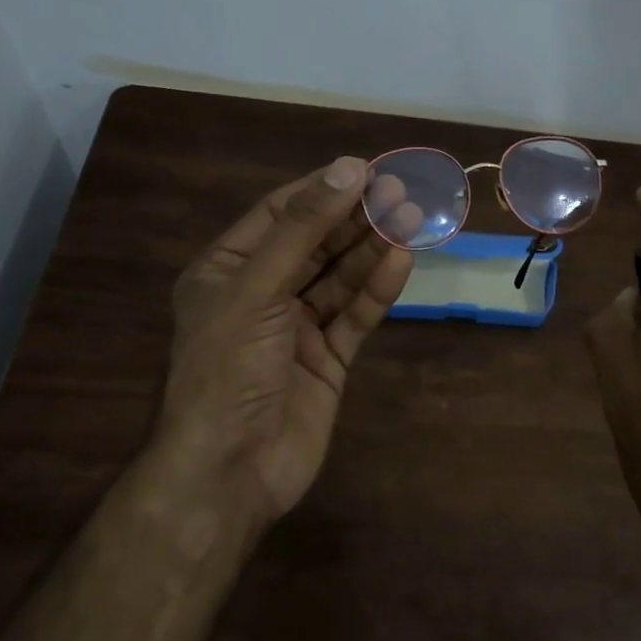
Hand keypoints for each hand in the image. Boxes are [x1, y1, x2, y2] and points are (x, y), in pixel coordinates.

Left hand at [158, 157, 414, 521]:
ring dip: (372, 248)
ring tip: (413, 218)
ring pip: (340, 277)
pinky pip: (354, 315)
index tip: (367, 169)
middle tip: (401, 191)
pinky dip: (377, 290)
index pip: (279, 214)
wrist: (230, 471)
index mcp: (228, 270)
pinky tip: (402, 261)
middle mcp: (262, 293)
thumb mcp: (255, 290)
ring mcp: (297, 328)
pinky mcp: (327, 359)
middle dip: (355, 217)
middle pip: (316, 243)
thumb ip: (302, 230)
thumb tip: (348, 169)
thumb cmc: (227, 370)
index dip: (322, 190)